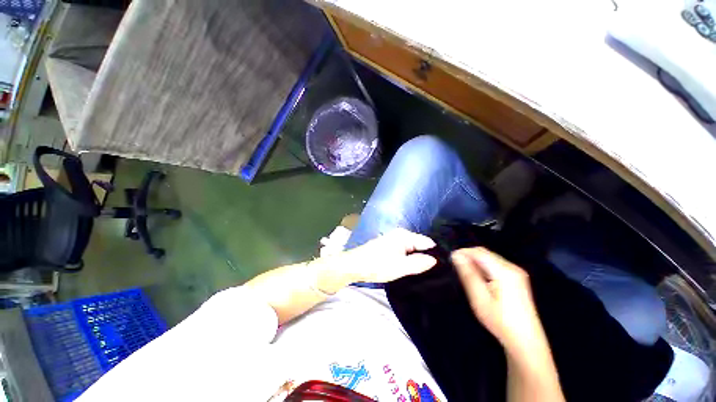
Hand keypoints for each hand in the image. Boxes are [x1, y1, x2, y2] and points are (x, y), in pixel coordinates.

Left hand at [341, 228, 437, 283]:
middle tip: (433, 271)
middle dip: (426, 255)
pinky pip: (404, 249)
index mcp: (404, 235)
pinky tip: (410, 265)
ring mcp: (393, 238)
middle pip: (419, 244)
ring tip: (423, 270)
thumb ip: (419, 263)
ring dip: (417, 257)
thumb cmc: (377, 265)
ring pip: (411, 247)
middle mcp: (400, 233)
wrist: (355, 265)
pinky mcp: (388, 244)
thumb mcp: (400, 267)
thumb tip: (434, 260)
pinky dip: (408, 256)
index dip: (435, 253)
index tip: (442, 266)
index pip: (427, 242)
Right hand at [451, 247, 543, 353]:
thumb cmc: (500, 321)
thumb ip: (468, 274)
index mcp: (504, 271)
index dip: (463, 252)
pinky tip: (478, 278)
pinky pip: (496, 265)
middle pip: (486, 253)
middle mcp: (512, 268)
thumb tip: (456, 256)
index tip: (450, 258)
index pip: (479, 252)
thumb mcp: (479, 298)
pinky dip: (484, 267)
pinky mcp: (517, 279)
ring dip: (476, 262)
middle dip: (469, 256)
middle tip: (455, 266)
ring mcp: (517, 273)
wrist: (525, 341)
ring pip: (490, 258)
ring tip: (464, 272)